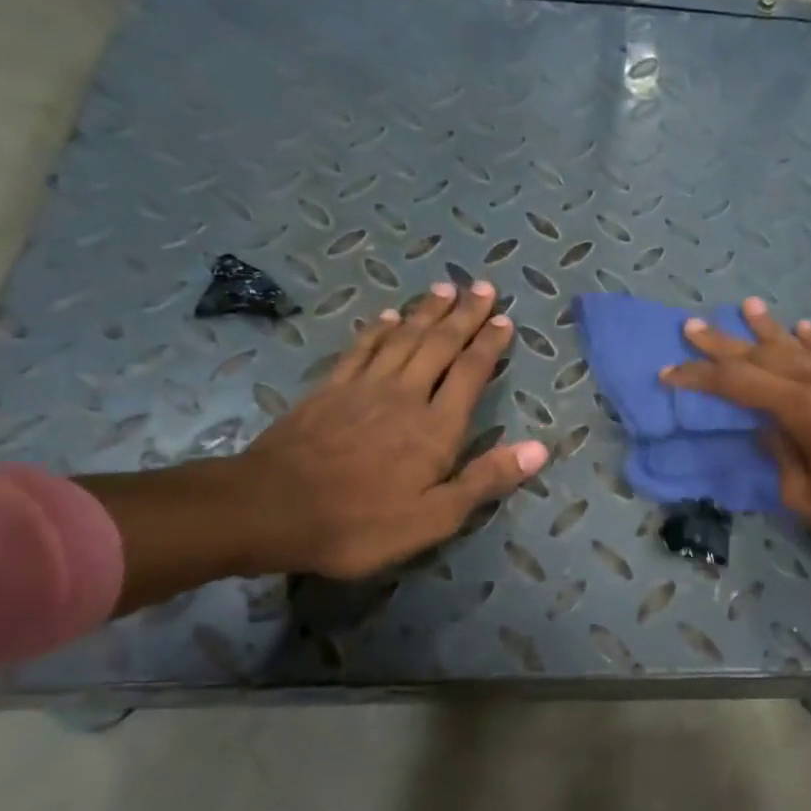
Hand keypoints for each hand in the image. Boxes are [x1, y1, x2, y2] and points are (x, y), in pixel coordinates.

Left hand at [229, 280, 546, 577]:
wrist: (270, 510)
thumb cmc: (361, 523)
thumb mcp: (434, 517)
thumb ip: (486, 479)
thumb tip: (540, 449)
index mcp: (436, 427)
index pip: (471, 373)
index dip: (490, 345)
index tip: (504, 319)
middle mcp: (406, 395)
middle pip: (440, 345)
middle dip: (465, 315)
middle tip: (484, 287)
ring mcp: (364, 387)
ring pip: (404, 338)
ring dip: (427, 312)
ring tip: (446, 288)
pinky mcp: (329, 389)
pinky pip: (361, 349)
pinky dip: (379, 330)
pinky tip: (389, 317)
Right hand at [661, 298, 810, 564]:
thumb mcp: (810, 500)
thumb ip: (782, 456)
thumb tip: (768, 427)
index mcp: (808, 411)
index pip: (741, 385)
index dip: (701, 378)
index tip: (669, 373)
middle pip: (767, 356)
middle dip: (726, 344)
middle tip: (692, 326)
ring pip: (804, 348)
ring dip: (770, 329)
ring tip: (745, 306)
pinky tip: (804, 327)